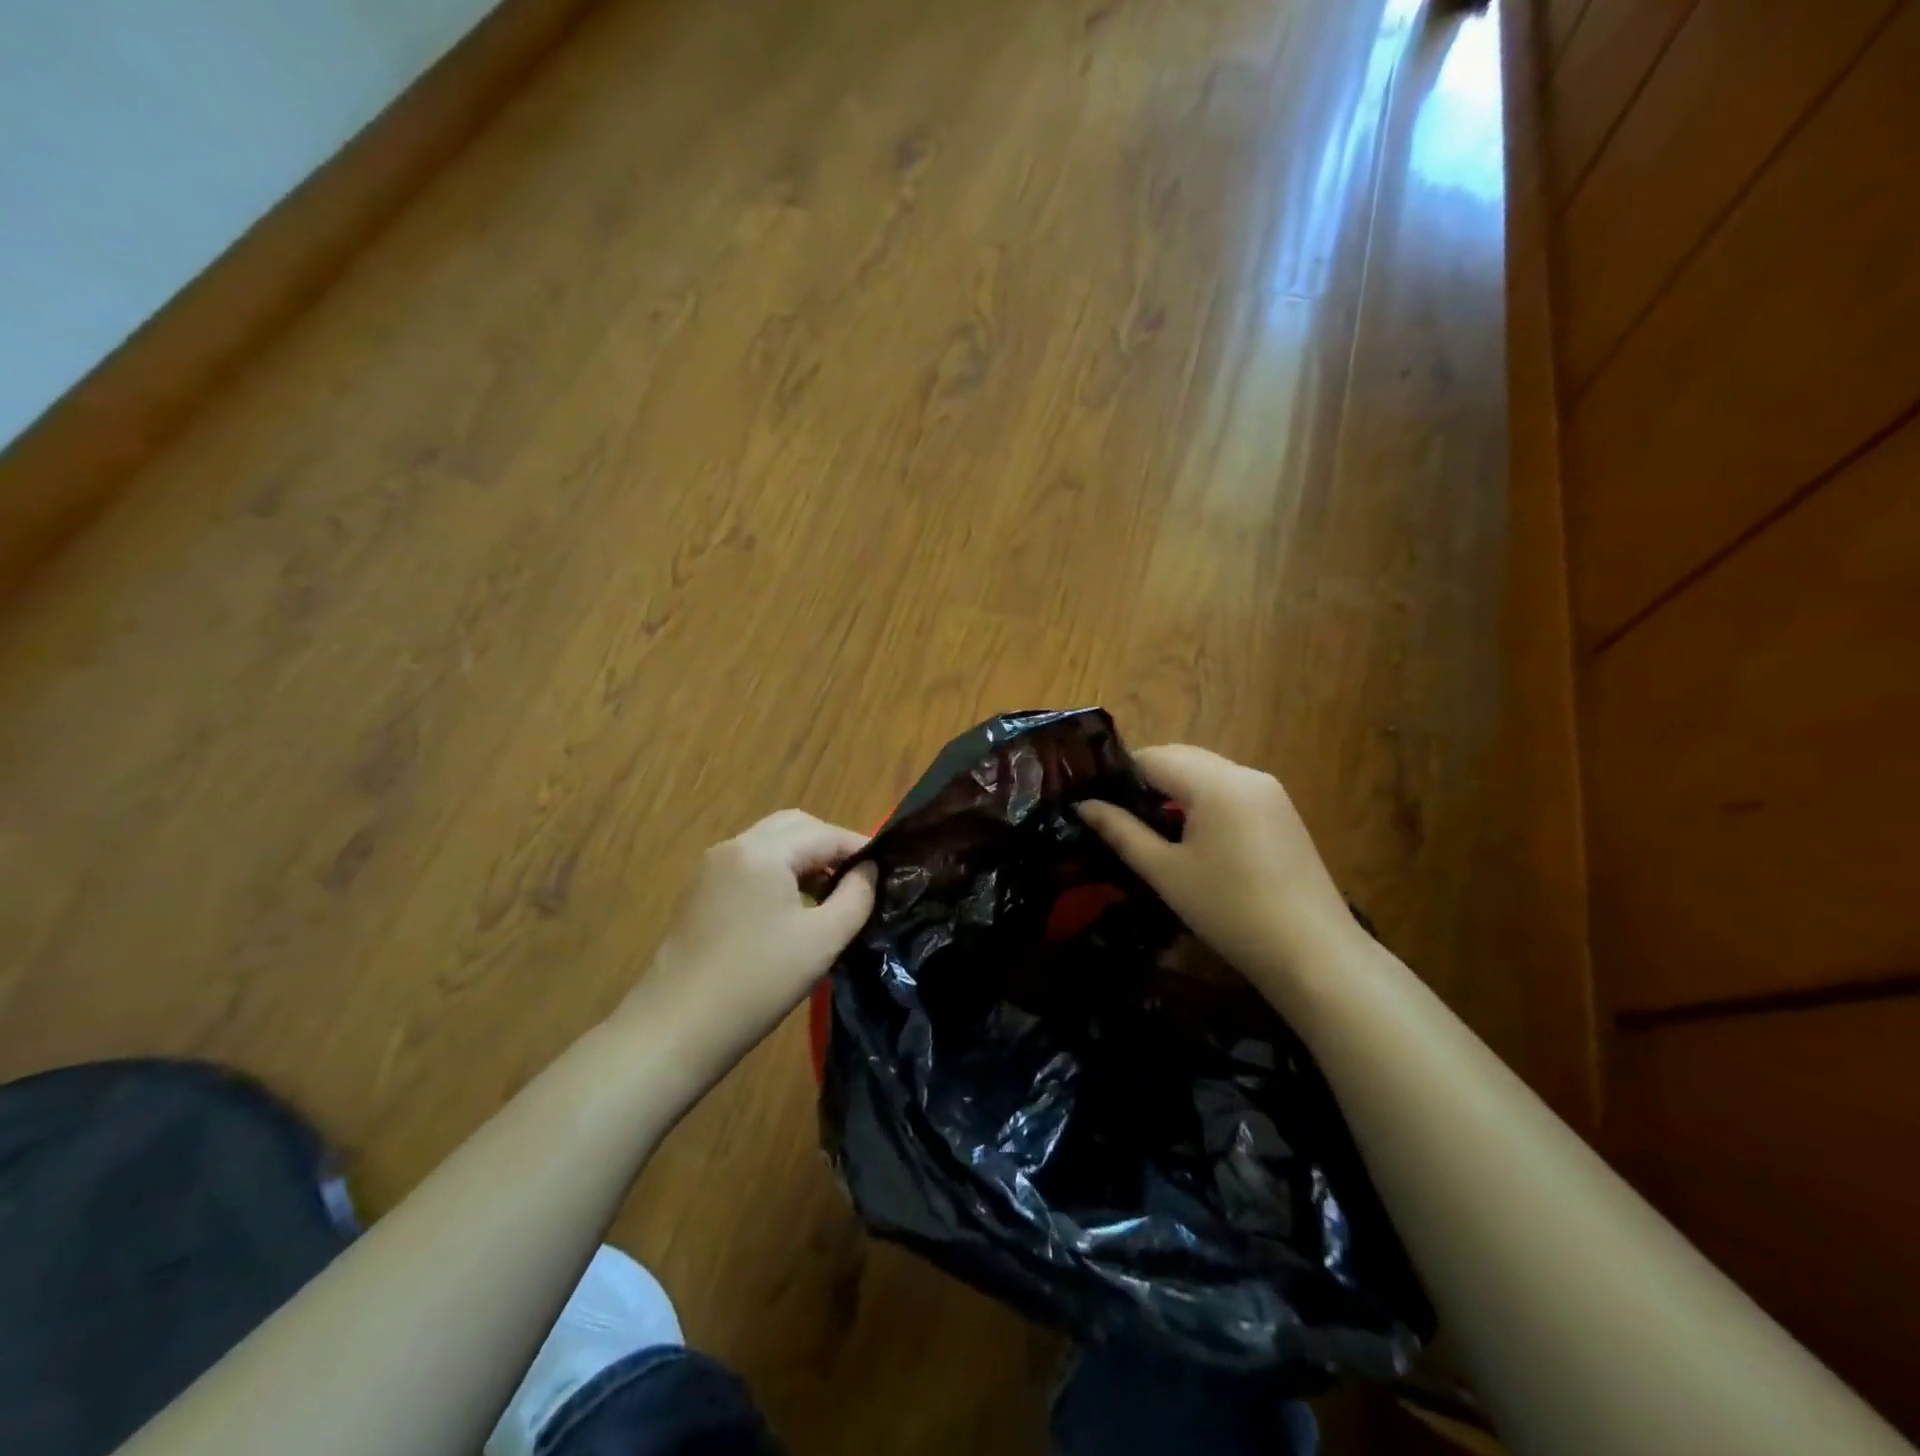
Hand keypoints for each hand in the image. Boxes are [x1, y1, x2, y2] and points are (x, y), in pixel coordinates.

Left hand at [618, 810, 877, 1079]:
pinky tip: (794, 906)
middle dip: (830, 845)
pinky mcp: (701, 891)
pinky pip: (751, 863)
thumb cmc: (758, 981)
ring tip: (831, 894)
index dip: (860, 848)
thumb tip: (870, 869)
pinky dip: (779, 870)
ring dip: (805, 857)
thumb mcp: (823, 939)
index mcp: (763, 851)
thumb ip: (857, 896)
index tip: (888, 870)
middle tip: (859, 878)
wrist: (676, 1028)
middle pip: (795, 826)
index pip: (825, 833)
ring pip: (771, 842)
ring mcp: (712, 867)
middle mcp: (735, 846)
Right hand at [1077, 745, 1358, 995]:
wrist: (1313, 953)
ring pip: (1208, 773)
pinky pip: (1230, 791)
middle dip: (1146, 777)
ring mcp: (1269, 792)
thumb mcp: (1166, 872)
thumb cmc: (1229, 911)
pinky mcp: (1282, 813)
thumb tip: (1083, 805)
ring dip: (1175, 787)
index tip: (1093, 797)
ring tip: (1148, 825)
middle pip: (1182, 758)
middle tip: (1115, 812)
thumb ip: (1121, 832)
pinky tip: (1190, 835)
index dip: (1119, 772)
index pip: (1153, 756)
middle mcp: (1245, 774)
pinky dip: (1203, 800)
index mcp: (1216, 783)